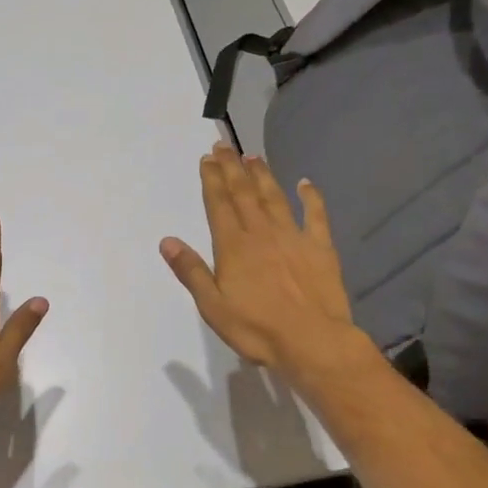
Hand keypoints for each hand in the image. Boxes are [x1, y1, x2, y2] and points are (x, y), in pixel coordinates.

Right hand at [160, 145, 369, 382]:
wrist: (313, 342)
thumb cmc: (257, 328)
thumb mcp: (212, 305)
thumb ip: (191, 271)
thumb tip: (168, 240)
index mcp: (233, 246)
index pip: (219, 204)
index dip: (212, 179)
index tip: (208, 158)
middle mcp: (261, 232)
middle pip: (244, 193)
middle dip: (232, 168)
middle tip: (224, 145)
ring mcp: (293, 237)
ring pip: (274, 198)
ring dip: (262, 175)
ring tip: (253, 156)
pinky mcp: (320, 248)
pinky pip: (315, 216)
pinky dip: (310, 197)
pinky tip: (305, 183)